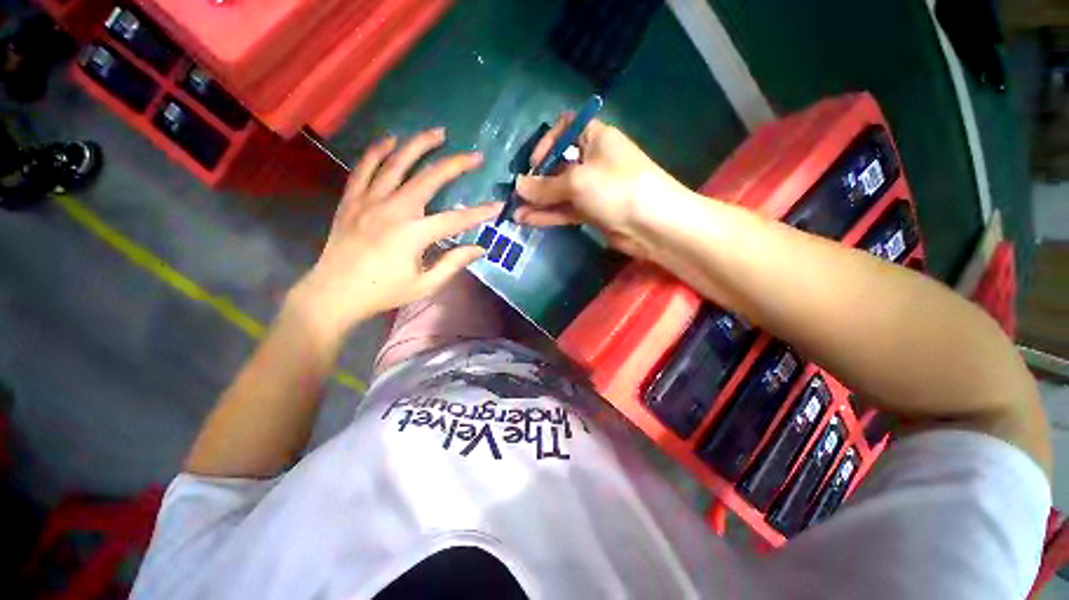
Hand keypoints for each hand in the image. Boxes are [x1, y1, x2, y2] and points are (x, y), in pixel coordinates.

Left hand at [289, 128, 499, 337]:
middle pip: (429, 179)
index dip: (479, 213)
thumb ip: (453, 263)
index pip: (455, 219)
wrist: (335, 293)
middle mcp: (393, 210)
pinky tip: (391, 139)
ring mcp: (369, 201)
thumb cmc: (384, 292)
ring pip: (396, 163)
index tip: (497, 206)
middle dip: (455, 165)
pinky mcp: (352, 199)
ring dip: (419, 145)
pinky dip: (377, 151)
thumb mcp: (425, 285)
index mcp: (413, 235)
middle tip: (474, 155)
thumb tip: (480, 249)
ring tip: (438, 132)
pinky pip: (364, 167)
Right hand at [514, 114, 691, 258]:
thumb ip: (545, 186)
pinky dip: (548, 215)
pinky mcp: (592, 212)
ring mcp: (593, 189)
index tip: (534, 162)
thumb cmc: (616, 188)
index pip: (567, 129)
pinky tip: (527, 220)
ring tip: (514, 212)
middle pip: (559, 165)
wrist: (652, 224)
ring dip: (539, 202)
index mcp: (595, 139)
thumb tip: (518, 186)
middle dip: (537, 179)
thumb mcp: (577, 181)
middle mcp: (593, 161)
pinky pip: (566, 210)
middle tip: (517, 194)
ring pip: (561, 192)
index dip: (548, 142)